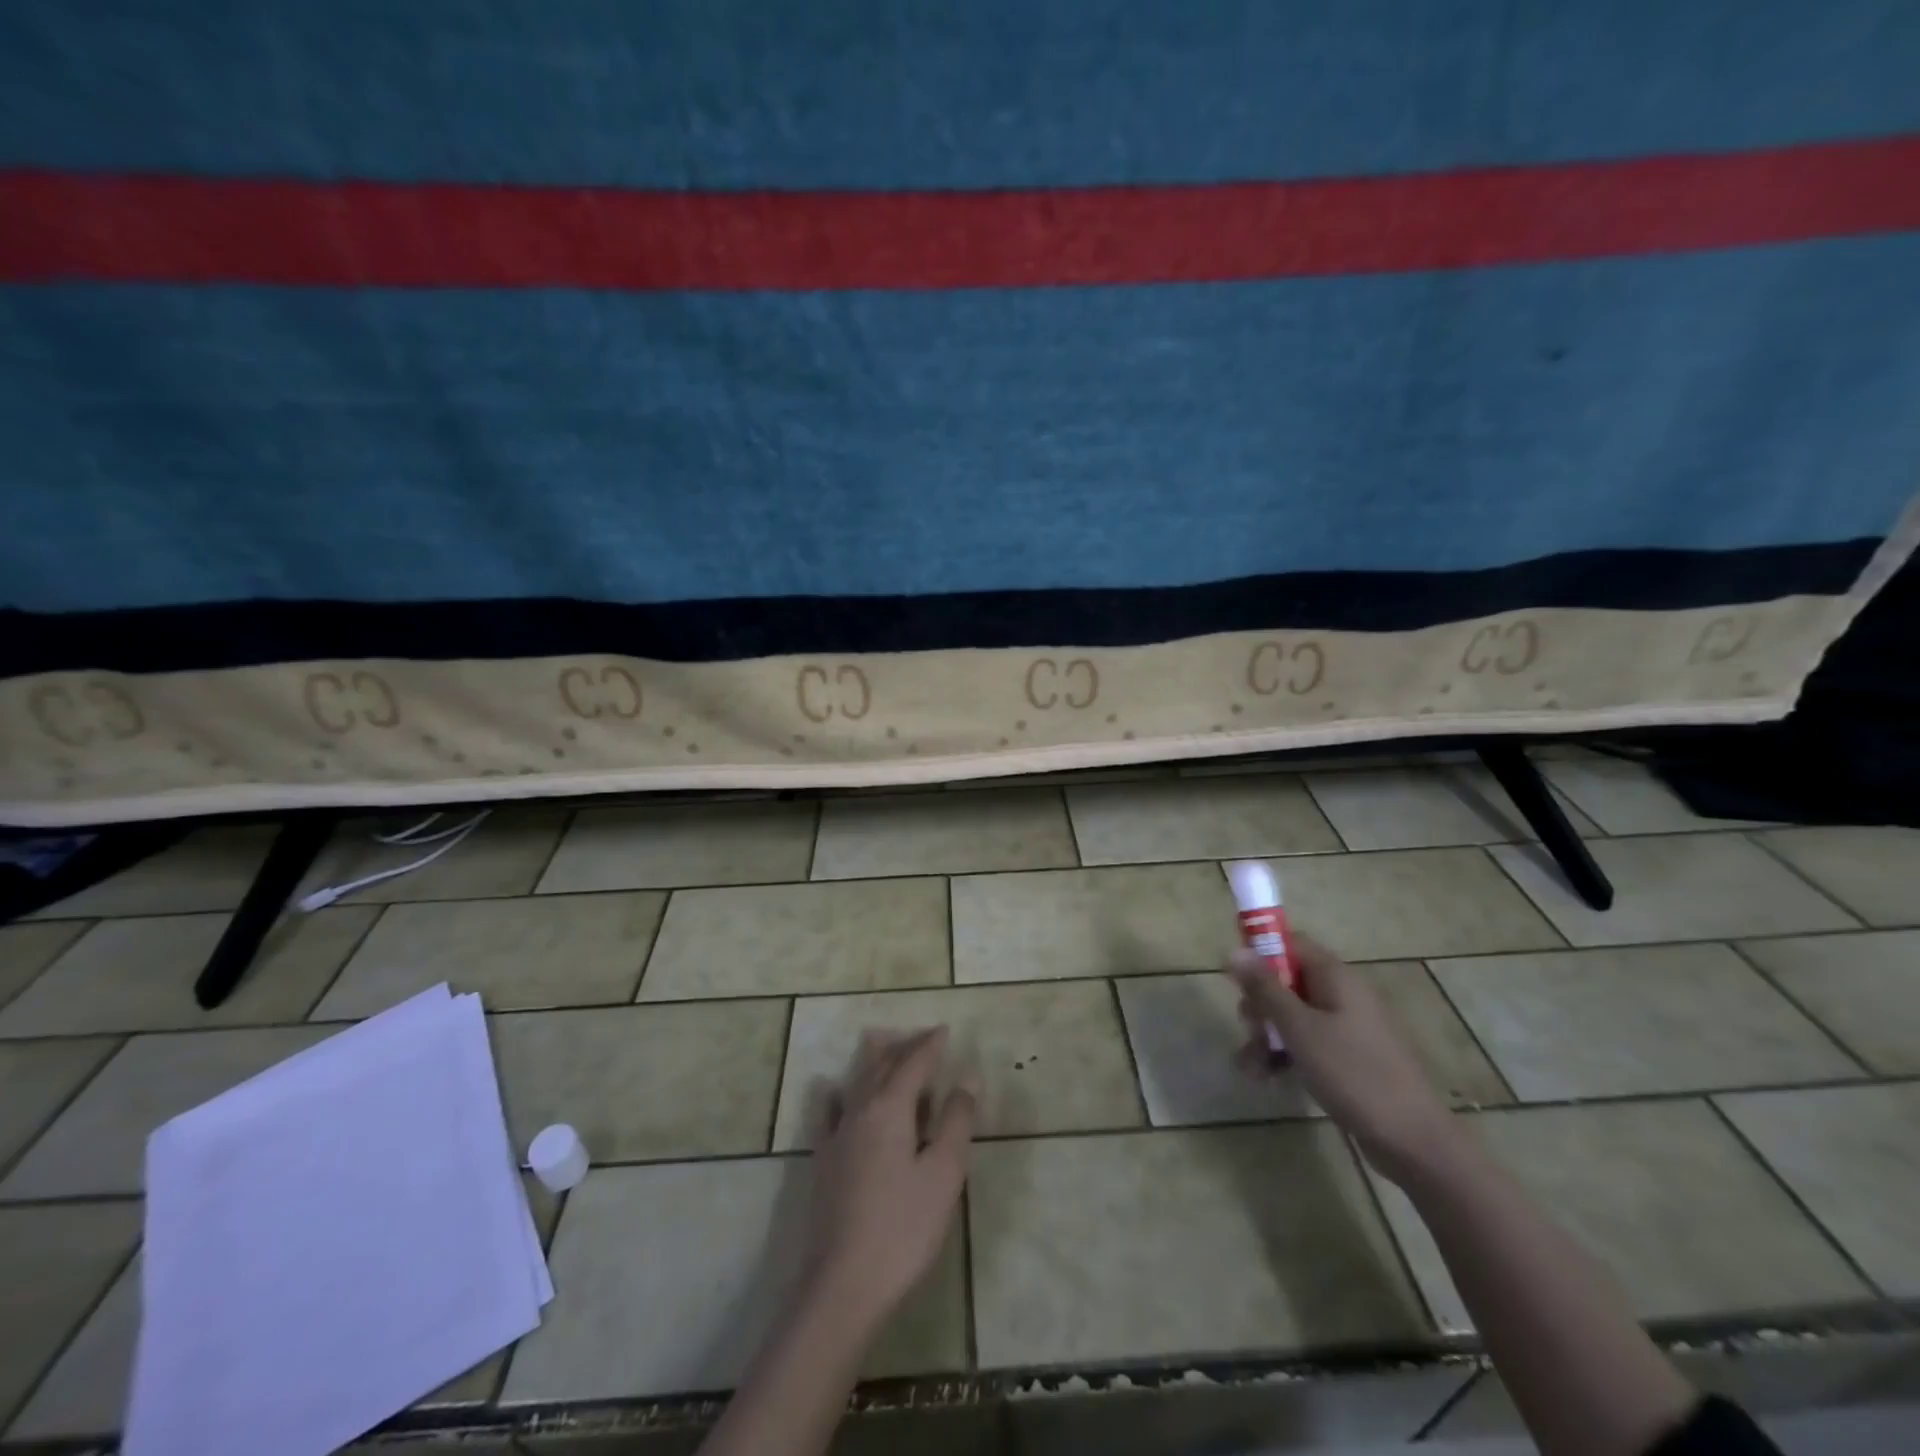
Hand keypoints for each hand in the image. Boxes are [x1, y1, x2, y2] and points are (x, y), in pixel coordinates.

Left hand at [803, 1027, 976, 1330]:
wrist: (843, 1284)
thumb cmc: (903, 1228)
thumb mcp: (943, 1174)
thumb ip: (955, 1122)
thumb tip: (967, 1079)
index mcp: (891, 1108)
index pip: (913, 1063)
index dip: (930, 1045)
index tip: (944, 1030)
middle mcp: (860, 1110)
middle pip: (882, 1065)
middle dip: (904, 1047)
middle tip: (922, 1036)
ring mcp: (837, 1135)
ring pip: (856, 1082)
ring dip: (874, 1060)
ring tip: (881, 1042)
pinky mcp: (823, 1161)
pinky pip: (828, 1112)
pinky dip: (834, 1093)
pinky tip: (830, 1089)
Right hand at [1228, 933, 1458, 1184]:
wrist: (1413, 1141)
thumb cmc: (1354, 1074)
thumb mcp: (1300, 1028)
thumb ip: (1265, 988)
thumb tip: (1234, 949)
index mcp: (1335, 977)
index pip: (1291, 942)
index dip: (1260, 951)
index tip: (1235, 975)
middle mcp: (1342, 994)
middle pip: (1286, 981)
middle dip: (1260, 1004)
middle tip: (1249, 1027)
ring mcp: (1347, 1027)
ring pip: (1292, 1016)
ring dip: (1267, 1036)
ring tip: (1250, 1067)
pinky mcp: (1348, 1058)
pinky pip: (1307, 1043)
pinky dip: (1285, 1055)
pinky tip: (1267, 1078)